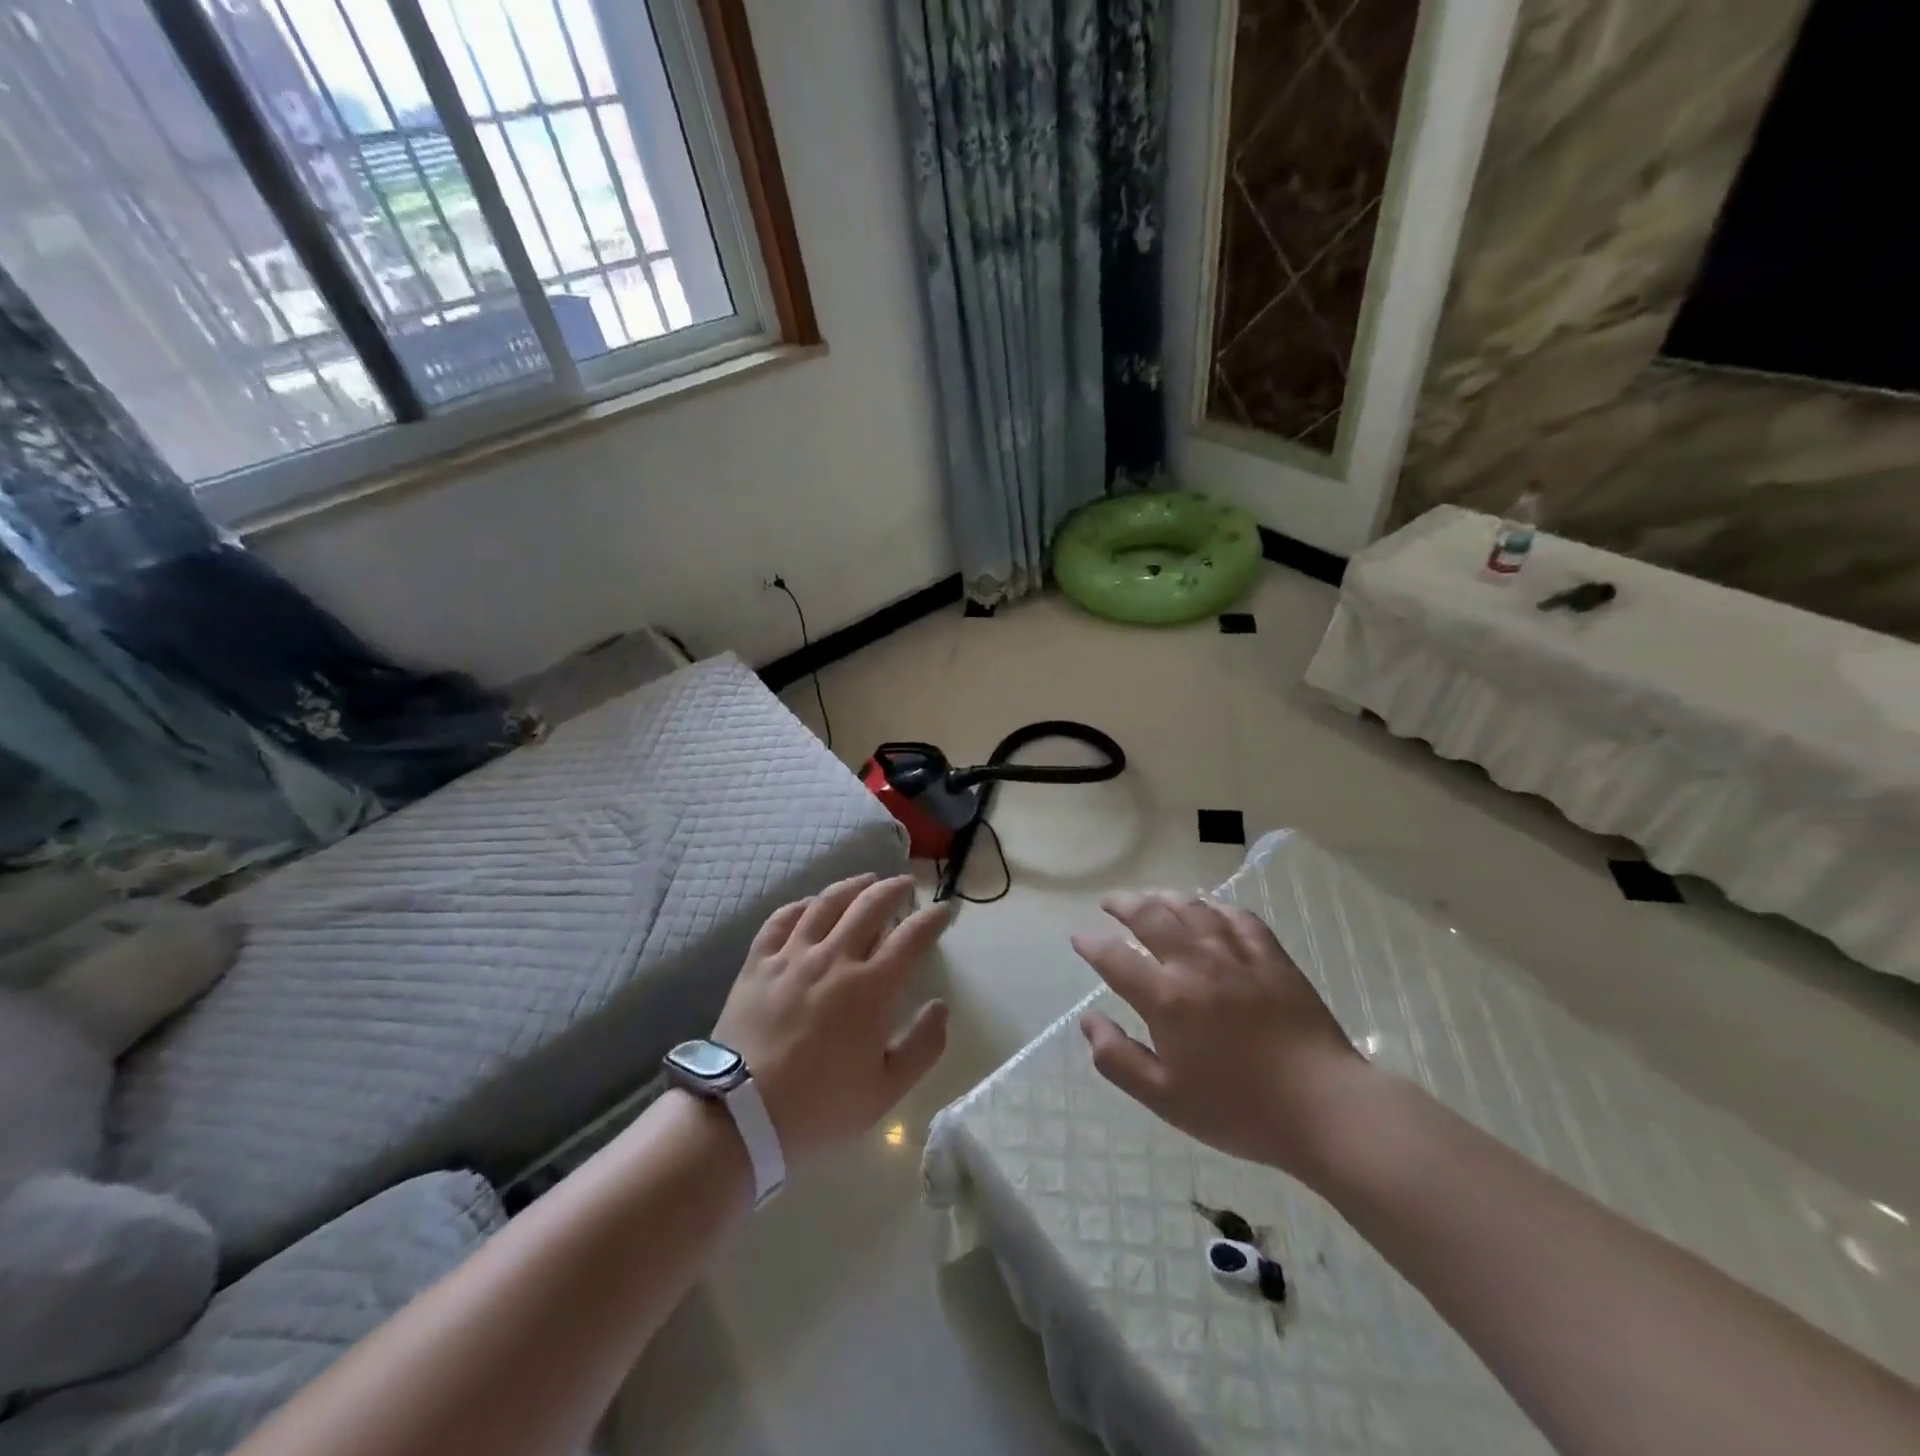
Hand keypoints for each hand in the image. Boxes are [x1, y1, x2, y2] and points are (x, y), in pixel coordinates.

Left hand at [714, 874, 950, 1163]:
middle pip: (869, 906)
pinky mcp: (758, 963)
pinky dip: (801, 905)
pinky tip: (810, 904)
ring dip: (852, 886)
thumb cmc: (819, 1107)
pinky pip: (781, 920)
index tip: (945, 908)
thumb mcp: (886, 1091)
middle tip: (906, 884)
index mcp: (871, 988)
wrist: (740, 1116)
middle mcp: (834, 959)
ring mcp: (792, 956)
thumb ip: (922, 1046)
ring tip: (866, 880)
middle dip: (894, 889)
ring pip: (826, 903)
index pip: (911, 937)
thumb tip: (940, 1006)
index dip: (932, 918)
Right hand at [1071, 891, 1372, 1178]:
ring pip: (1193, 909)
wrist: (1324, 1108)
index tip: (1079, 938)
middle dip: (1123, 905)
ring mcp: (1237, 956)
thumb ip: (1118, 1058)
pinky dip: (1216, 907)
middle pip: (1151, 917)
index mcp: (1166, 998)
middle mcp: (1196, 964)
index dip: (1091, 945)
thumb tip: (1088, 1020)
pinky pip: (1239, 918)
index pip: (1115, 958)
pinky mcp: (1272, 958)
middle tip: (1109, 903)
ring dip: (1165, 898)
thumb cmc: (1238, 1110)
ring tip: (1151, 897)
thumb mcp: (1165, 1099)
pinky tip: (1209, 909)